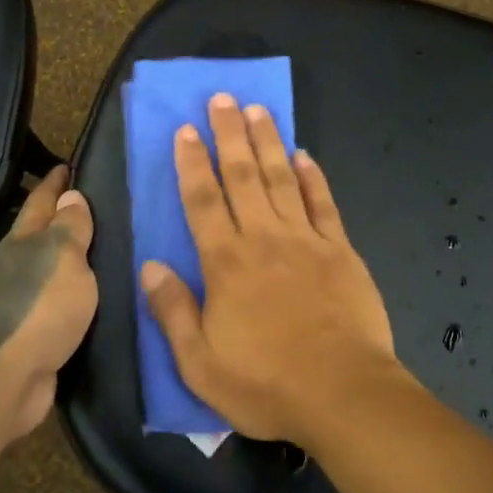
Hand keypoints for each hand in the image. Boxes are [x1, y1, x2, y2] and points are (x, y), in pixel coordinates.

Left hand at [0, 165, 98, 448]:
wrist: (1, 383)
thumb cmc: (38, 311)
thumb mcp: (63, 260)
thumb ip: (71, 229)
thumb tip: (72, 195)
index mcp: (24, 243)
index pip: (42, 202)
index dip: (56, 183)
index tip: (69, 165)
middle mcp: (17, 267)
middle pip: (41, 234)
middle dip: (62, 217)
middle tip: (96, 203)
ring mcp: (19, 303)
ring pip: (49, 269)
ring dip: (69, 257)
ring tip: (101, 246)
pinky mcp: (30, 336)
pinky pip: (57, 303)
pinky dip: (73, 292)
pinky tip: (90, 294)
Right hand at [139, 94, 398, 444]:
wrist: (343, 393)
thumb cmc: (266, 383)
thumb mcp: (200, 362)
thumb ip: (172, 311)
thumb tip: (150, 267)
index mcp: (226, 263)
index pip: (202, 201)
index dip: (192, 163)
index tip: (185, 130)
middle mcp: (264, 239)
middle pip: (242, 176)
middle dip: (229, 134)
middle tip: (221, 98)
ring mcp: (307, 241)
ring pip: (282, 180)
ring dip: (268, 143)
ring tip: (258, 110)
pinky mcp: (341, 251)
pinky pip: (324, 204)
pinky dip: (313, 177)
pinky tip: (304, 155)